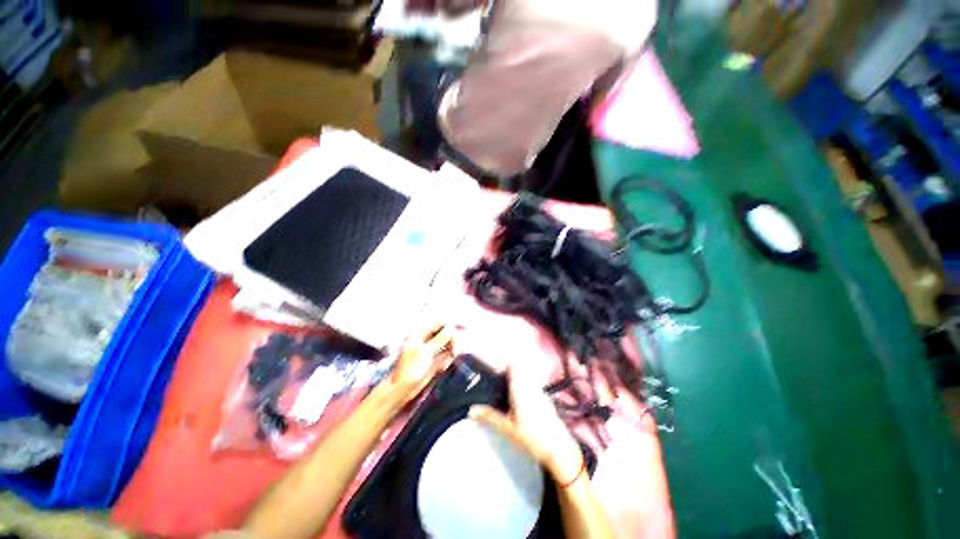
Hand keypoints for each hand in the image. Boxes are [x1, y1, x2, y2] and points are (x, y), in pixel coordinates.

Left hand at [388, 325, 455, 403]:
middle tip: (454, 352)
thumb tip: (451, 327)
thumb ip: (440, 339)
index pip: (440, 322)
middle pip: (446, 332)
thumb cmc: (409, 370)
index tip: (458, 334)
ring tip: (445, 363)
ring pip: (448, 343)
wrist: (402, 389)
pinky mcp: (434, 359)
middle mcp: (427, 339)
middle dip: (452, 340)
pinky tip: (442, 368)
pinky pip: (446, 355)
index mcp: (421, 333)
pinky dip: (447, 360)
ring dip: (450, 351)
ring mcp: (431, 349)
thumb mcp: (426, 352)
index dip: (450, 326)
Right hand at [470, 363, 583, 483]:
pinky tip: (520, 406)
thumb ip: (489, 416)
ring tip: (506, 396)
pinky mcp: (546, 401)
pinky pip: (533, 389)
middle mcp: (531, 386)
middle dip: (508, 374)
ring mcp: (540, 392)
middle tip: (497, 385)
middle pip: (519, 371)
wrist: (559, 450)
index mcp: (520, 388)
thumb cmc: (532, 437)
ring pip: (526, 380)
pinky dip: (525, 391)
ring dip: (517, 383)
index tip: (494, 370)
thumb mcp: (507, 428)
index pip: (513, 365)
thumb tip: (471, 409)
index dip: (503, 364)